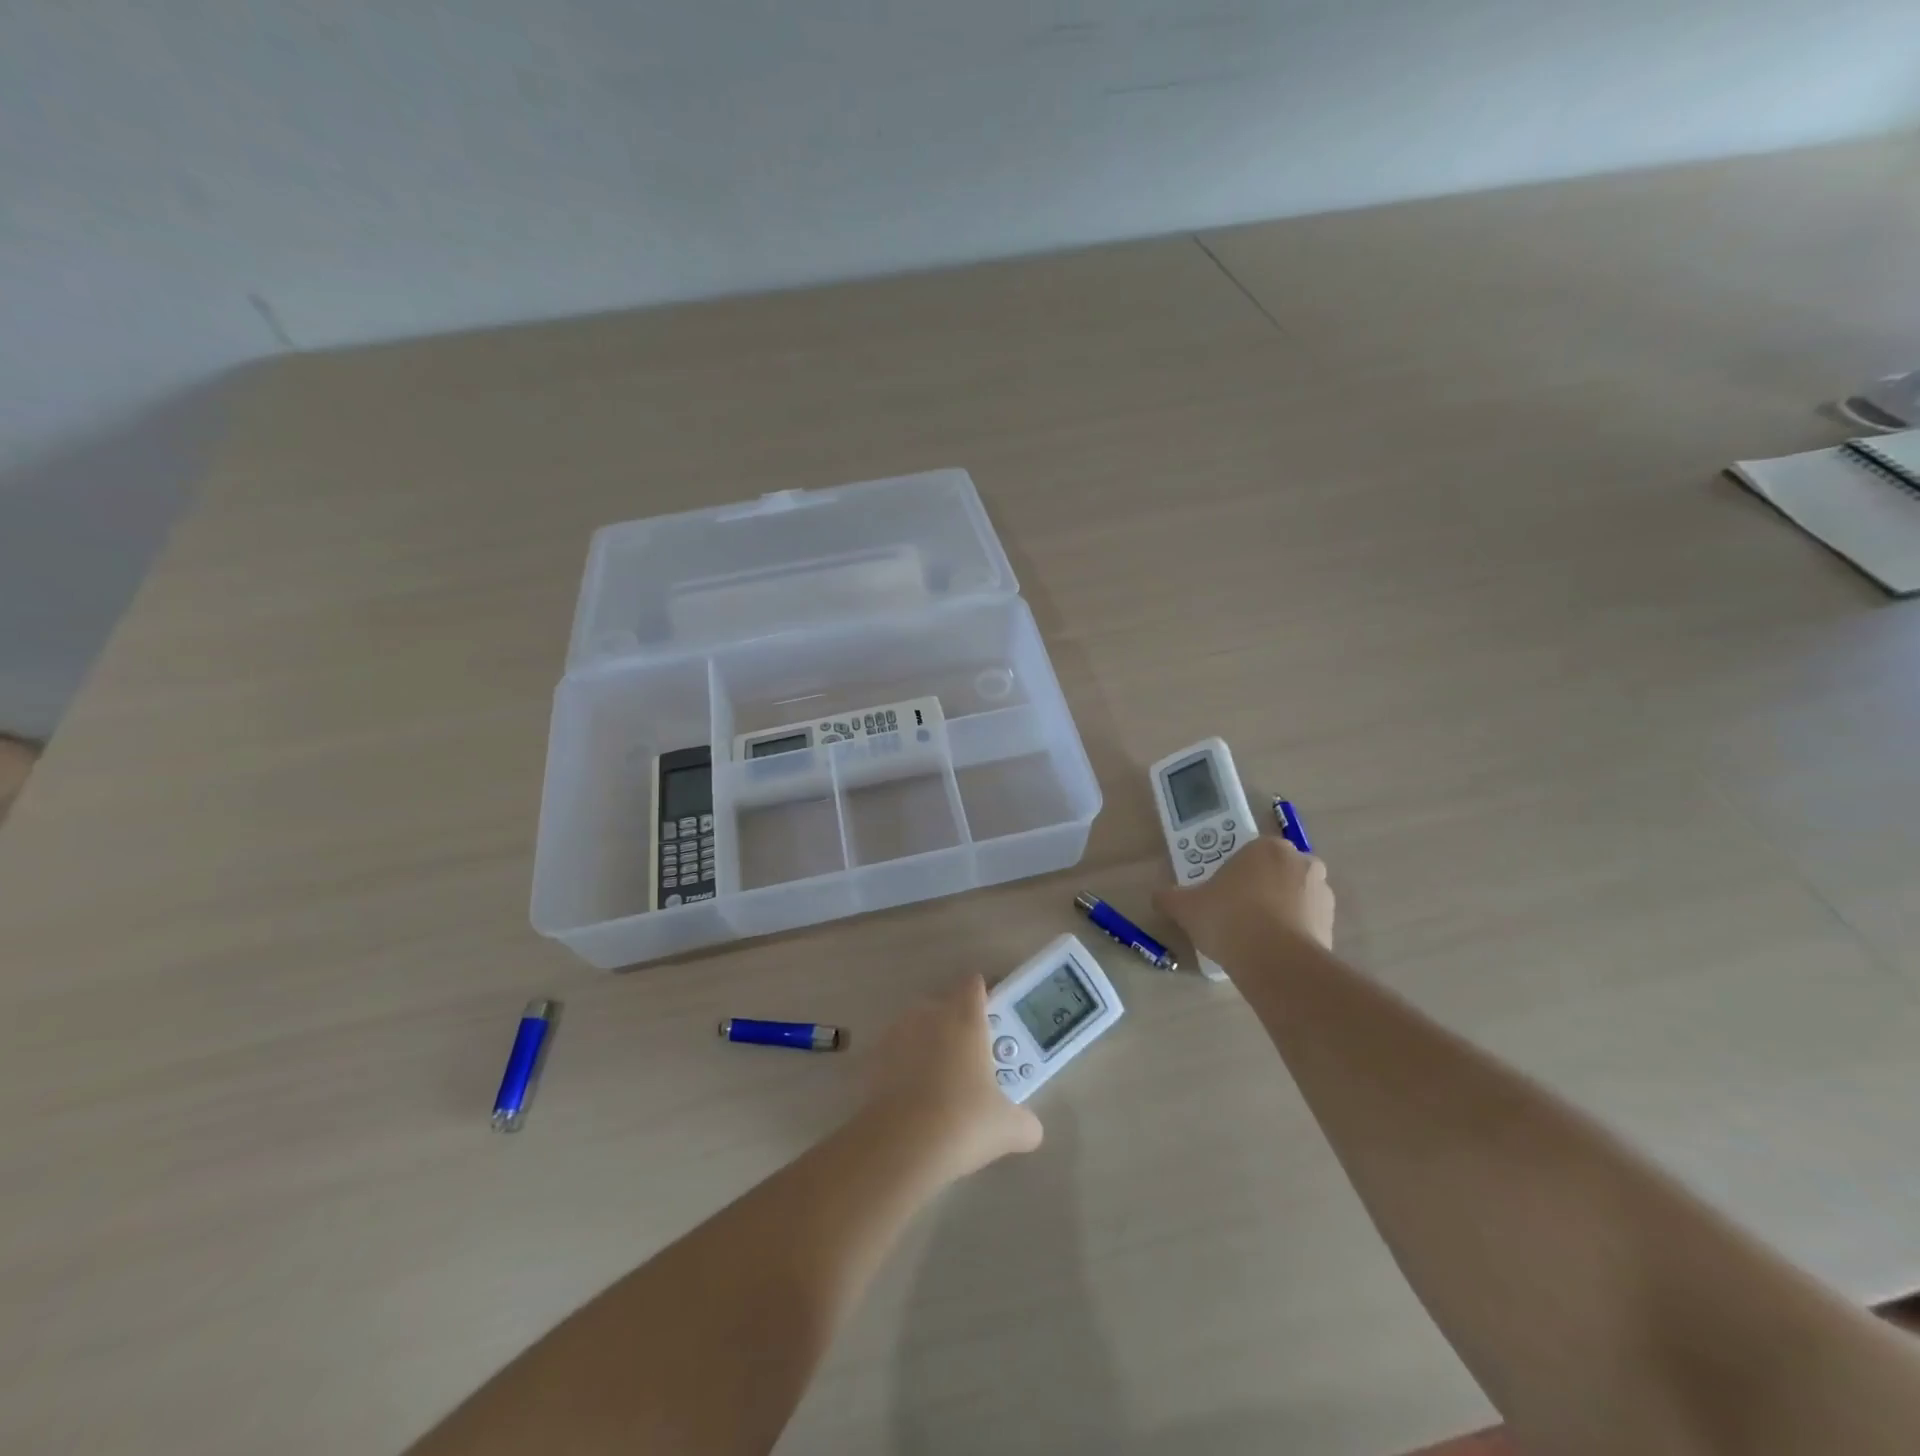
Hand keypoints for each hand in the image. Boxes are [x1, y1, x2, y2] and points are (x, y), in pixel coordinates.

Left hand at [862, 975, 1043, 1180]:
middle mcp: (930, 1016)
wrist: (901, 1144)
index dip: (982, 996)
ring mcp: (897, 1034)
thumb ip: (1024, 1123)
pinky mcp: (872, 1058)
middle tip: (968, 1058)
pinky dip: (901, 1067)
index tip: (989, 1016)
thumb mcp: (1008, 1128)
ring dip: (925, 1044)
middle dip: (954, 1024)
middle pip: (943, 1005)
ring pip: (915, 1027)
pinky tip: (910, 1097)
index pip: (973, 986)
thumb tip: (1031, 1130)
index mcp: (965, 1019)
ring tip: (936, 1080)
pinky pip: (893, 1054)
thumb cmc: (964, 1122)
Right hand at [1154, 835, 1334, 961]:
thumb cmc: (1229, 919)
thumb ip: (1170, 897)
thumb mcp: (1186, 907)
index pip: (1248, 854)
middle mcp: (1301, 862)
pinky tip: (1270, 954)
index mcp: (1267, 847)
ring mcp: (1322, 894)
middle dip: (1259, 890)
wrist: (1276, 962)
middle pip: (1274, 874)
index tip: (1220, 896)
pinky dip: (1292, 935)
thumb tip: (1159, 896)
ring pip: (1293, 899)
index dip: (1232, 875)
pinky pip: (1306, 925)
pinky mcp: (1332, 926)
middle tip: (1236, 914)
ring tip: (1253, 939)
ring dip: (1279, 912)